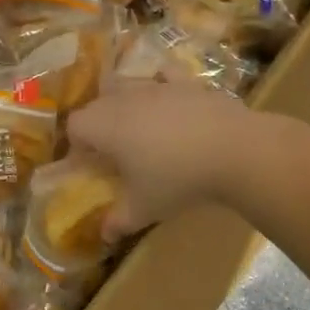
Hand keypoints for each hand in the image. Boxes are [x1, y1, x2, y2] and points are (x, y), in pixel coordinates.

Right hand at [66, 82, 257, 240]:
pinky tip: (167, 96)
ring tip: (138, 127)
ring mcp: (157, 86)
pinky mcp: (186, 82)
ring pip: (126, 85)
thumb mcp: (144, 208)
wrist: (234, 150)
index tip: (90, 166)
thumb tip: (104, 235)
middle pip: (97, 104)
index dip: (77, 146)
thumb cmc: (178, 179)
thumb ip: (119, 221)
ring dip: (123, 103)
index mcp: (106, 127)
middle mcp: (124, 99)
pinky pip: (164, 74)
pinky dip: (160, 82)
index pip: (75, 126)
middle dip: (97, 125)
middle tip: (112, 151)